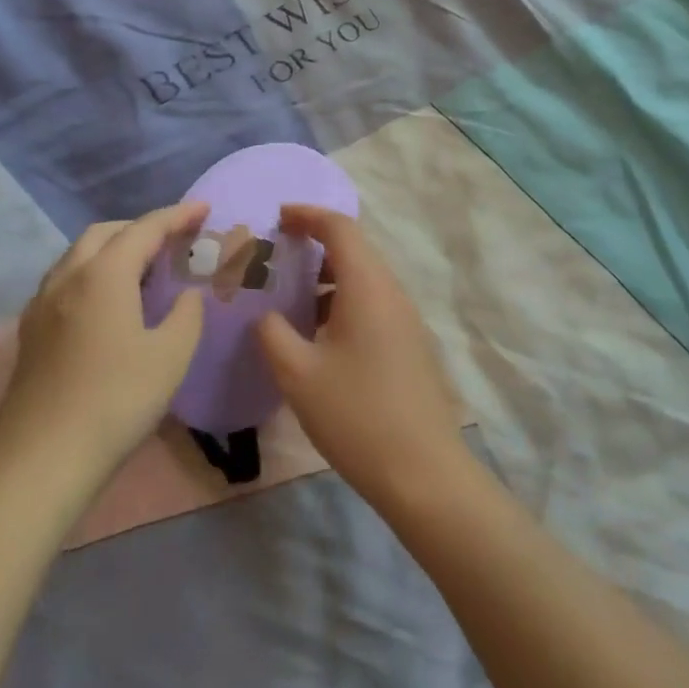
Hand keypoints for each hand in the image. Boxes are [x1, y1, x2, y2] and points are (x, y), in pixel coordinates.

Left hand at [0, 202, 208, 482]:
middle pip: (104, 233)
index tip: (203, 208)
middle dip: (140, 228)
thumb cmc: (116, 400)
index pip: (144, 229)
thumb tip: (187, 296)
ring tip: (142, 268)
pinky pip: (65, 281)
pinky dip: (92, 273)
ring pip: (78, 255)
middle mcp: (67, 278)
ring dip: (112, 249)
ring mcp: (42, 305)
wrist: (40, 460)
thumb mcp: (171, 355)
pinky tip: (106, 303)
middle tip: (172, 240)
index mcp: (104, 275)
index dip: (176, 215)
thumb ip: (187, 315)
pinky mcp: (30, 332)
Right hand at [258, 206, 469, 511]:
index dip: (307, 214)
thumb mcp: (299, 375)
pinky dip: (342, 303)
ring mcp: (406, 319)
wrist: (423, 472)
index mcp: (368, 286)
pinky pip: (372, 304)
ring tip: (290, 299)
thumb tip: (264, 314)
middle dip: (313, 246)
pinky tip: (318, 336)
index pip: (340, 228)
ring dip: (326, 279)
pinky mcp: (410, 344)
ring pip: (363, 279)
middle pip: (354, 250)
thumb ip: (273, 334)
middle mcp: (392, 292)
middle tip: (275, 259)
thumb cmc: (357, 415)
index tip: (277, 217)